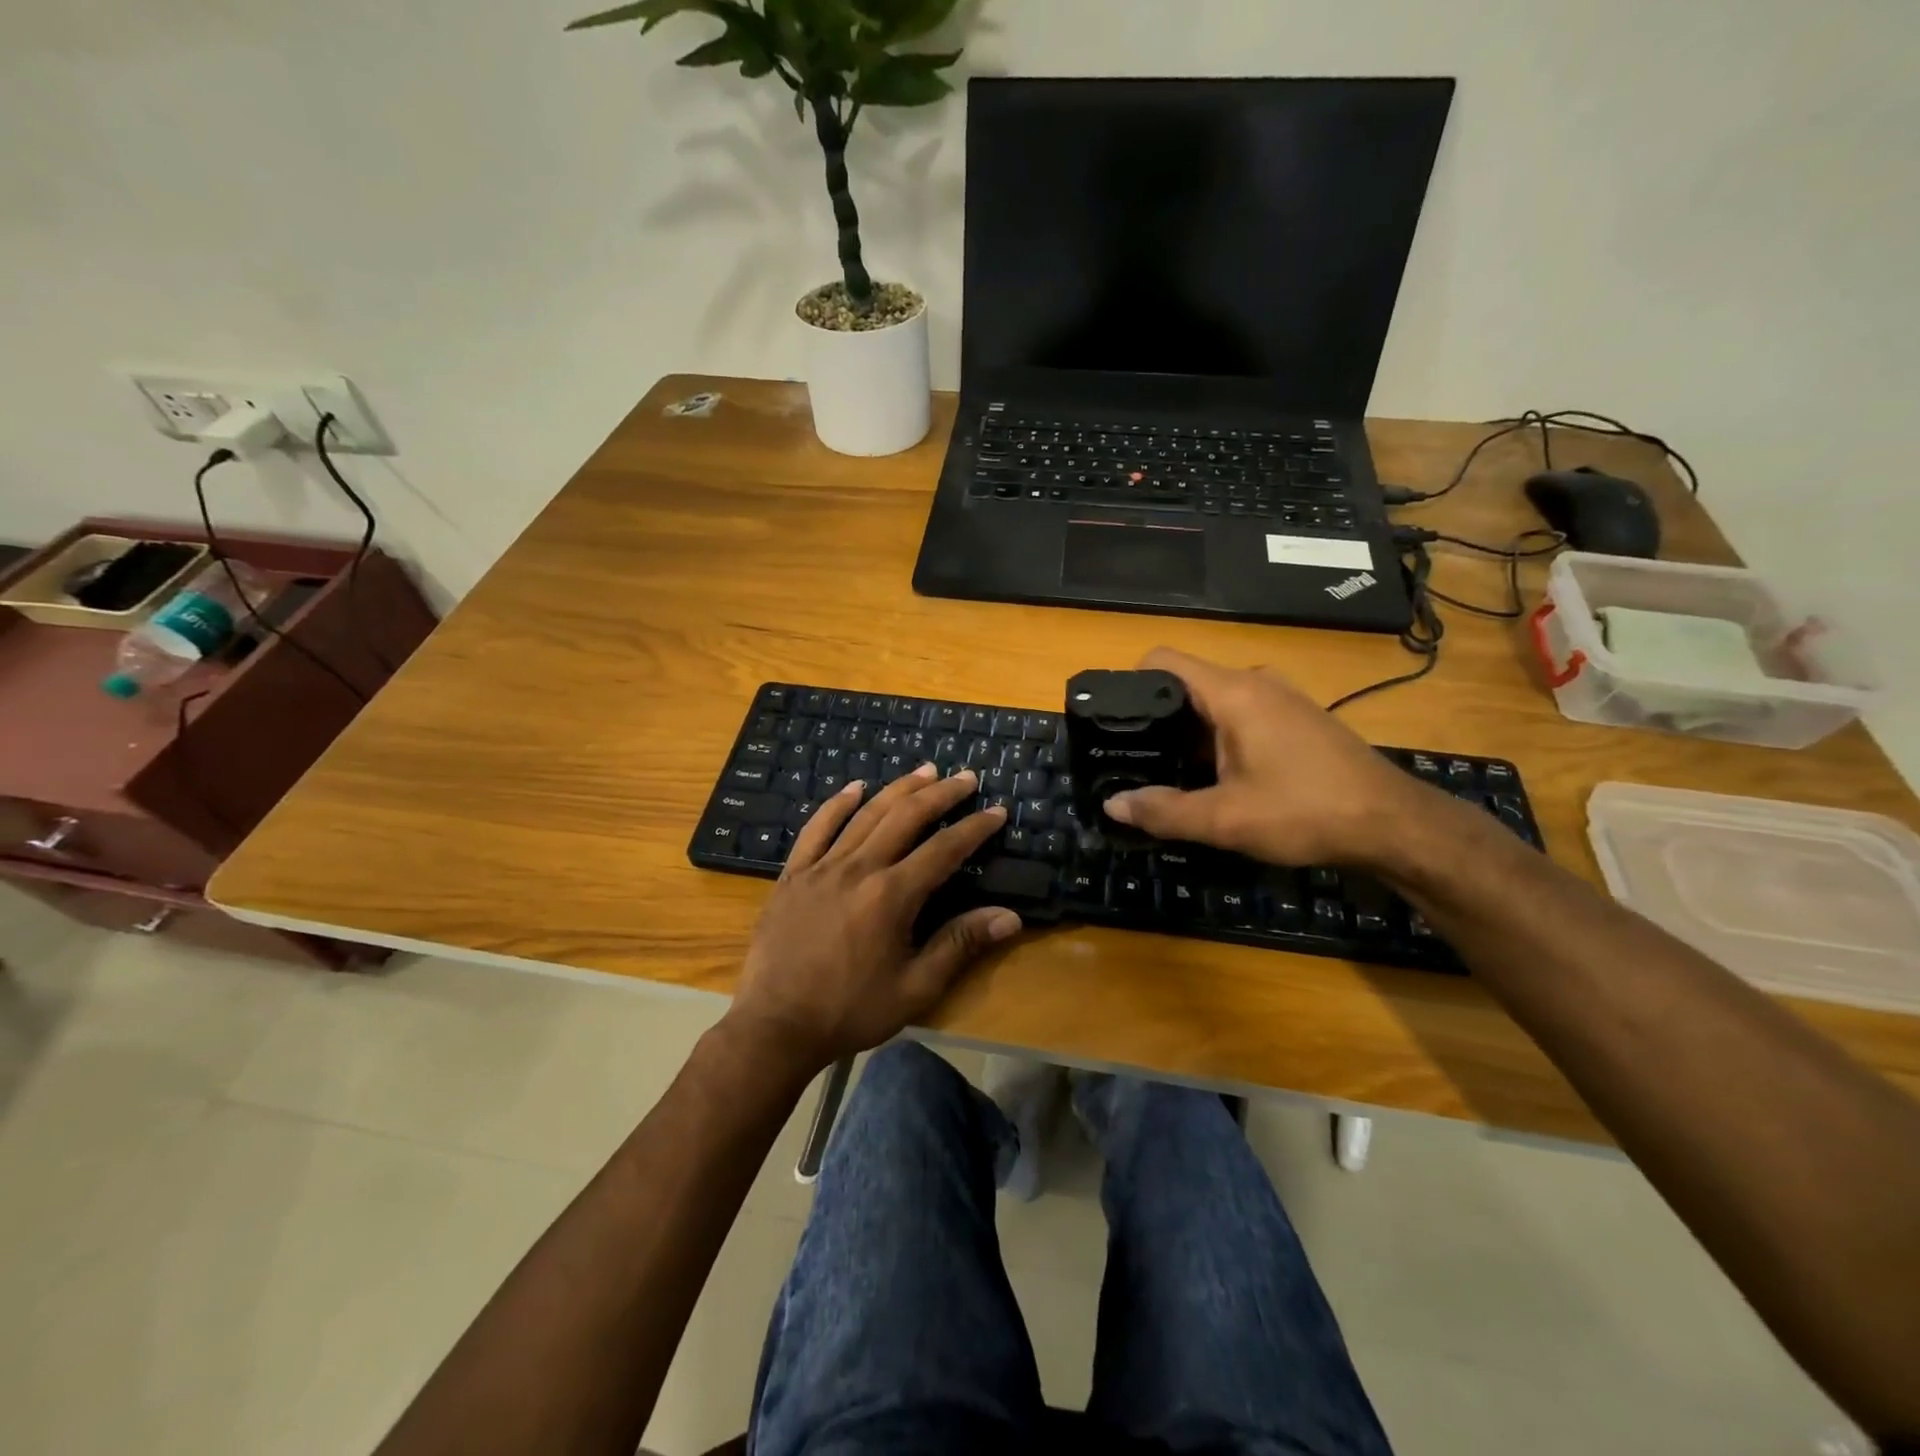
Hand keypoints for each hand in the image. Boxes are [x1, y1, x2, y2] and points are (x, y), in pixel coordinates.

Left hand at [726, 764, 1021, 1072]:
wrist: (776, 1026)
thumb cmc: (850, 1011)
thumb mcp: (915, 988)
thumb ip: (960, 945)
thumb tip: (1010, 917)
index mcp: (891, 895)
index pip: (944, 849)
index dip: (974, 828)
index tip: (996, 810)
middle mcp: (858, 869)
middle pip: (906, 817)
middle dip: (941, 794)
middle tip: (965, 777)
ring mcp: (821, 867)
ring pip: (866, 814)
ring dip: (898, 788)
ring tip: (924, 771)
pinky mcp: (793, 874)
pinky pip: (817, 828)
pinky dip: (837, 804)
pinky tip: (854, 787)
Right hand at [1103, 647, 1430, 867]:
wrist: (1394, 823)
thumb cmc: (1305, 811)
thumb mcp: (1225, 819)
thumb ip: (1163, 811)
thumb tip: (1112, 805)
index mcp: (1232, 692)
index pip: (1163, 661)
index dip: (1129, 683)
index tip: (1113, 722)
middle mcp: (1255, 683)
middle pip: (1186, 685)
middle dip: (1157, 719)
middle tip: (1134, 759)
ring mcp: (1282, 698)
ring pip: (1215, 704)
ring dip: (1189, 734)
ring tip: (1169, 773)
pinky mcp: (1298, 718)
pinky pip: (1242, 715)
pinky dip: (1219, 739)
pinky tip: (1219, 778)